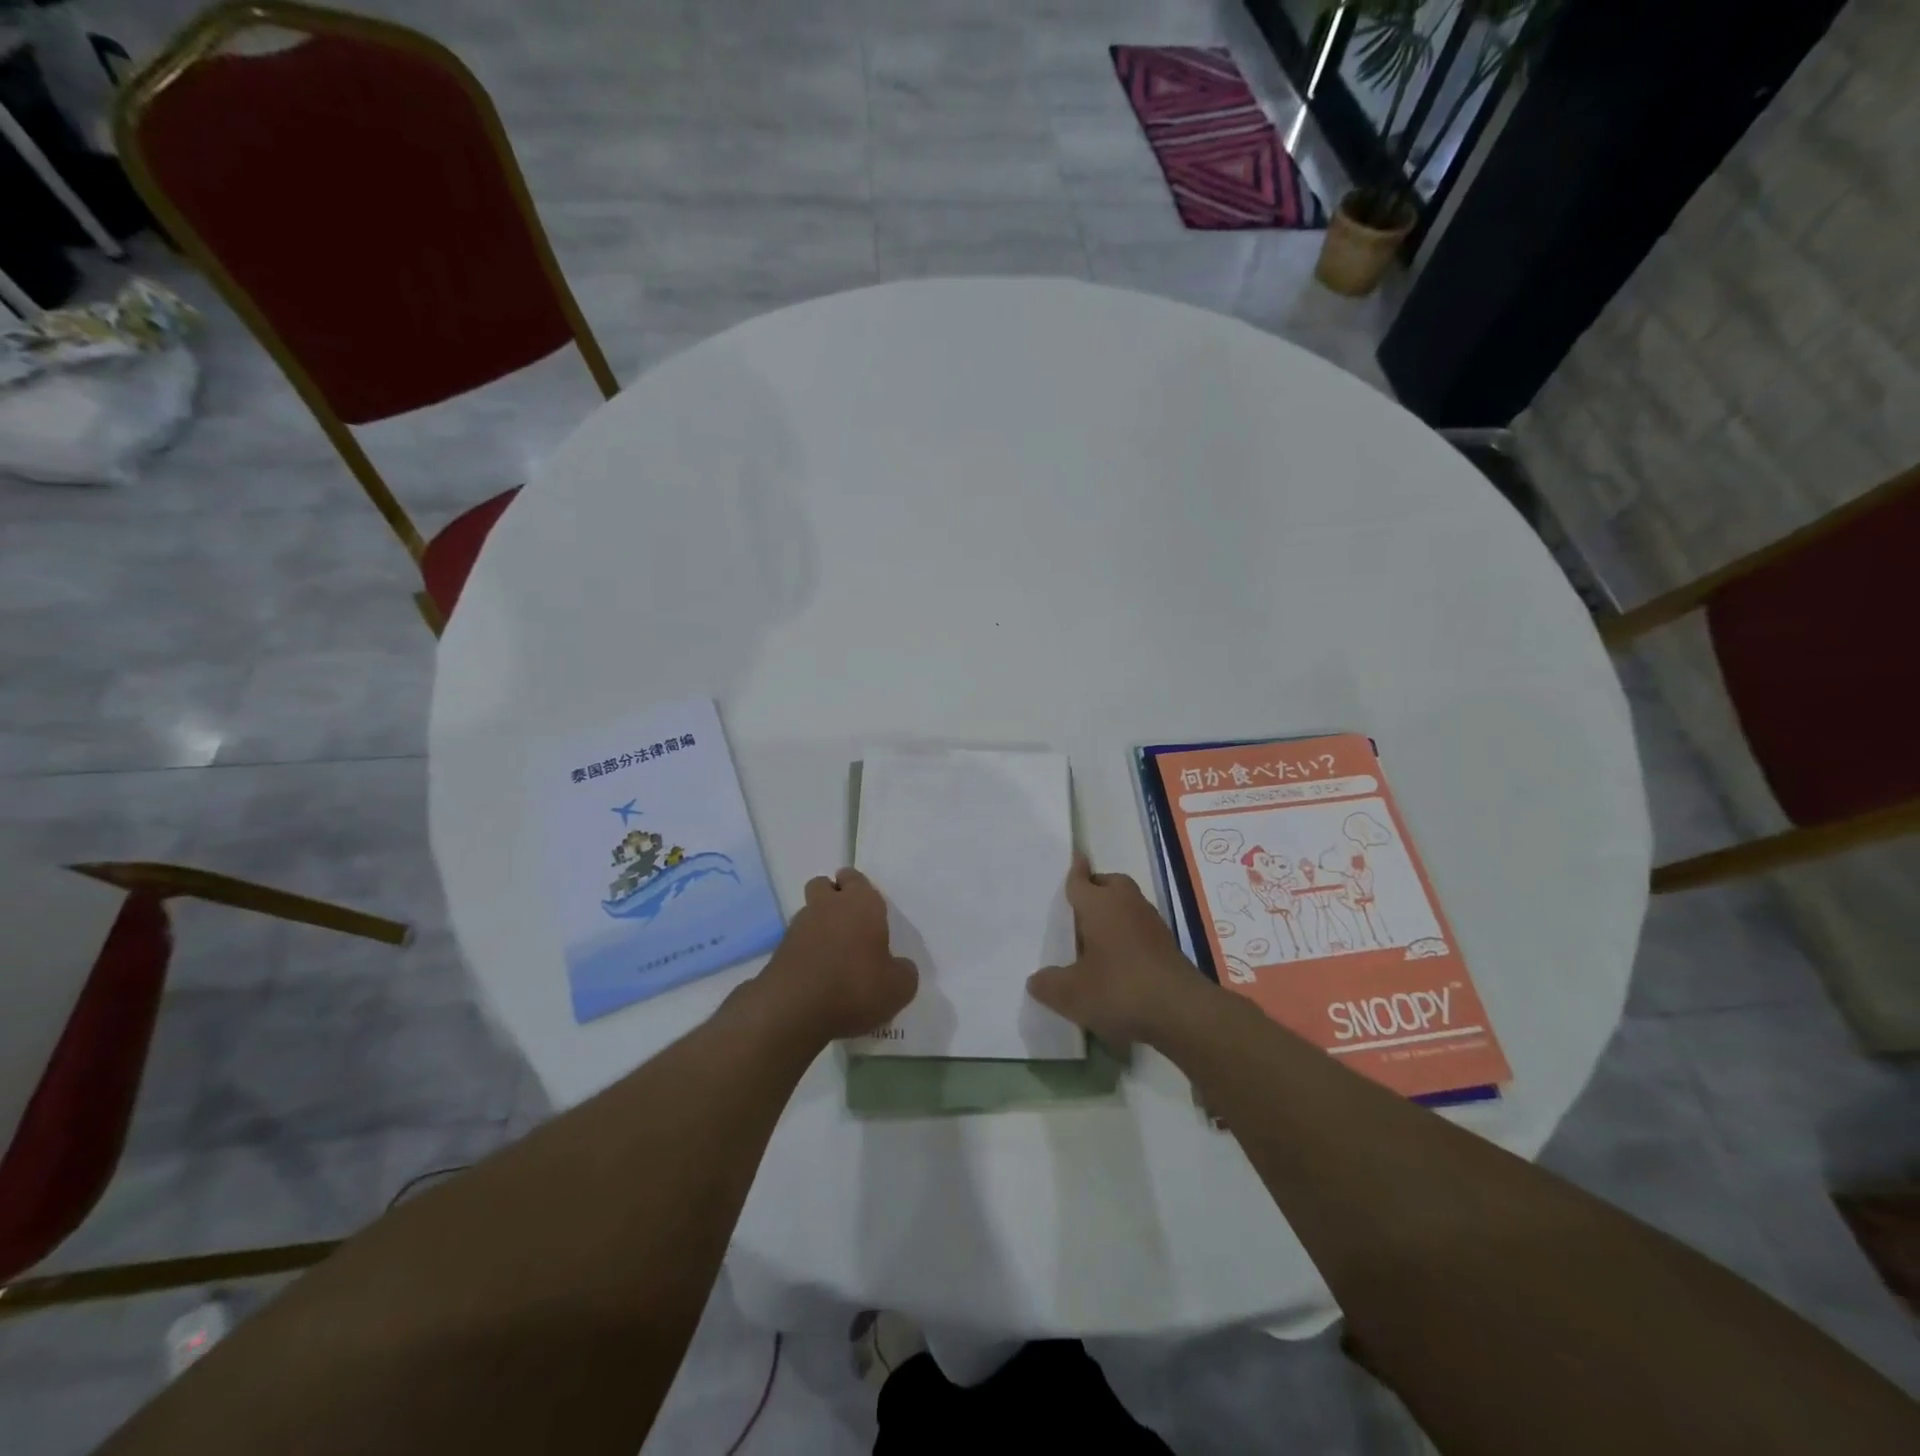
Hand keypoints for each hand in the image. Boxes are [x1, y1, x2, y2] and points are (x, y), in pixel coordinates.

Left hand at [755, 868, 916, 1042]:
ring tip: (833, 955)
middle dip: (833, 897)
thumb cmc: (855, 987)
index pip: (855, 878)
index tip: (867, 908)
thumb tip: (899, 967)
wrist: (794, 1009)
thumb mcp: (899, 988)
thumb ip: (903, 972)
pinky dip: (806, 950)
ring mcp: (799, 926)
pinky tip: (817, 975)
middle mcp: (828, 905)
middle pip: (824, 885)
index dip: (859, 889)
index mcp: (861, 903)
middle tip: (849, 924)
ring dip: (819, 924)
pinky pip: (797, 940)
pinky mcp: (780, 950)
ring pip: (809, 912)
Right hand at [1027, 854, 1208, 1046]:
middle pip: (1110, 884)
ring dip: (1114, 913)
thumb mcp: (1072, 994)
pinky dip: (1128, 934)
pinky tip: (1118, 960)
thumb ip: (1048, 985)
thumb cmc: (1120, 990)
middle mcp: (1127, 905)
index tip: (1075, 858)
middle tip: (1078, 907)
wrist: (1182, 1012)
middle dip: (1096, 888)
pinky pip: (1140, 928)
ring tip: (1095, 937)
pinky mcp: (1168, 946)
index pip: (1081, 881)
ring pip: (1128, 905)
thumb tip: (1036, 980)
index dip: (1074, 872)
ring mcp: (1152, 924)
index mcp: (1100, 905)